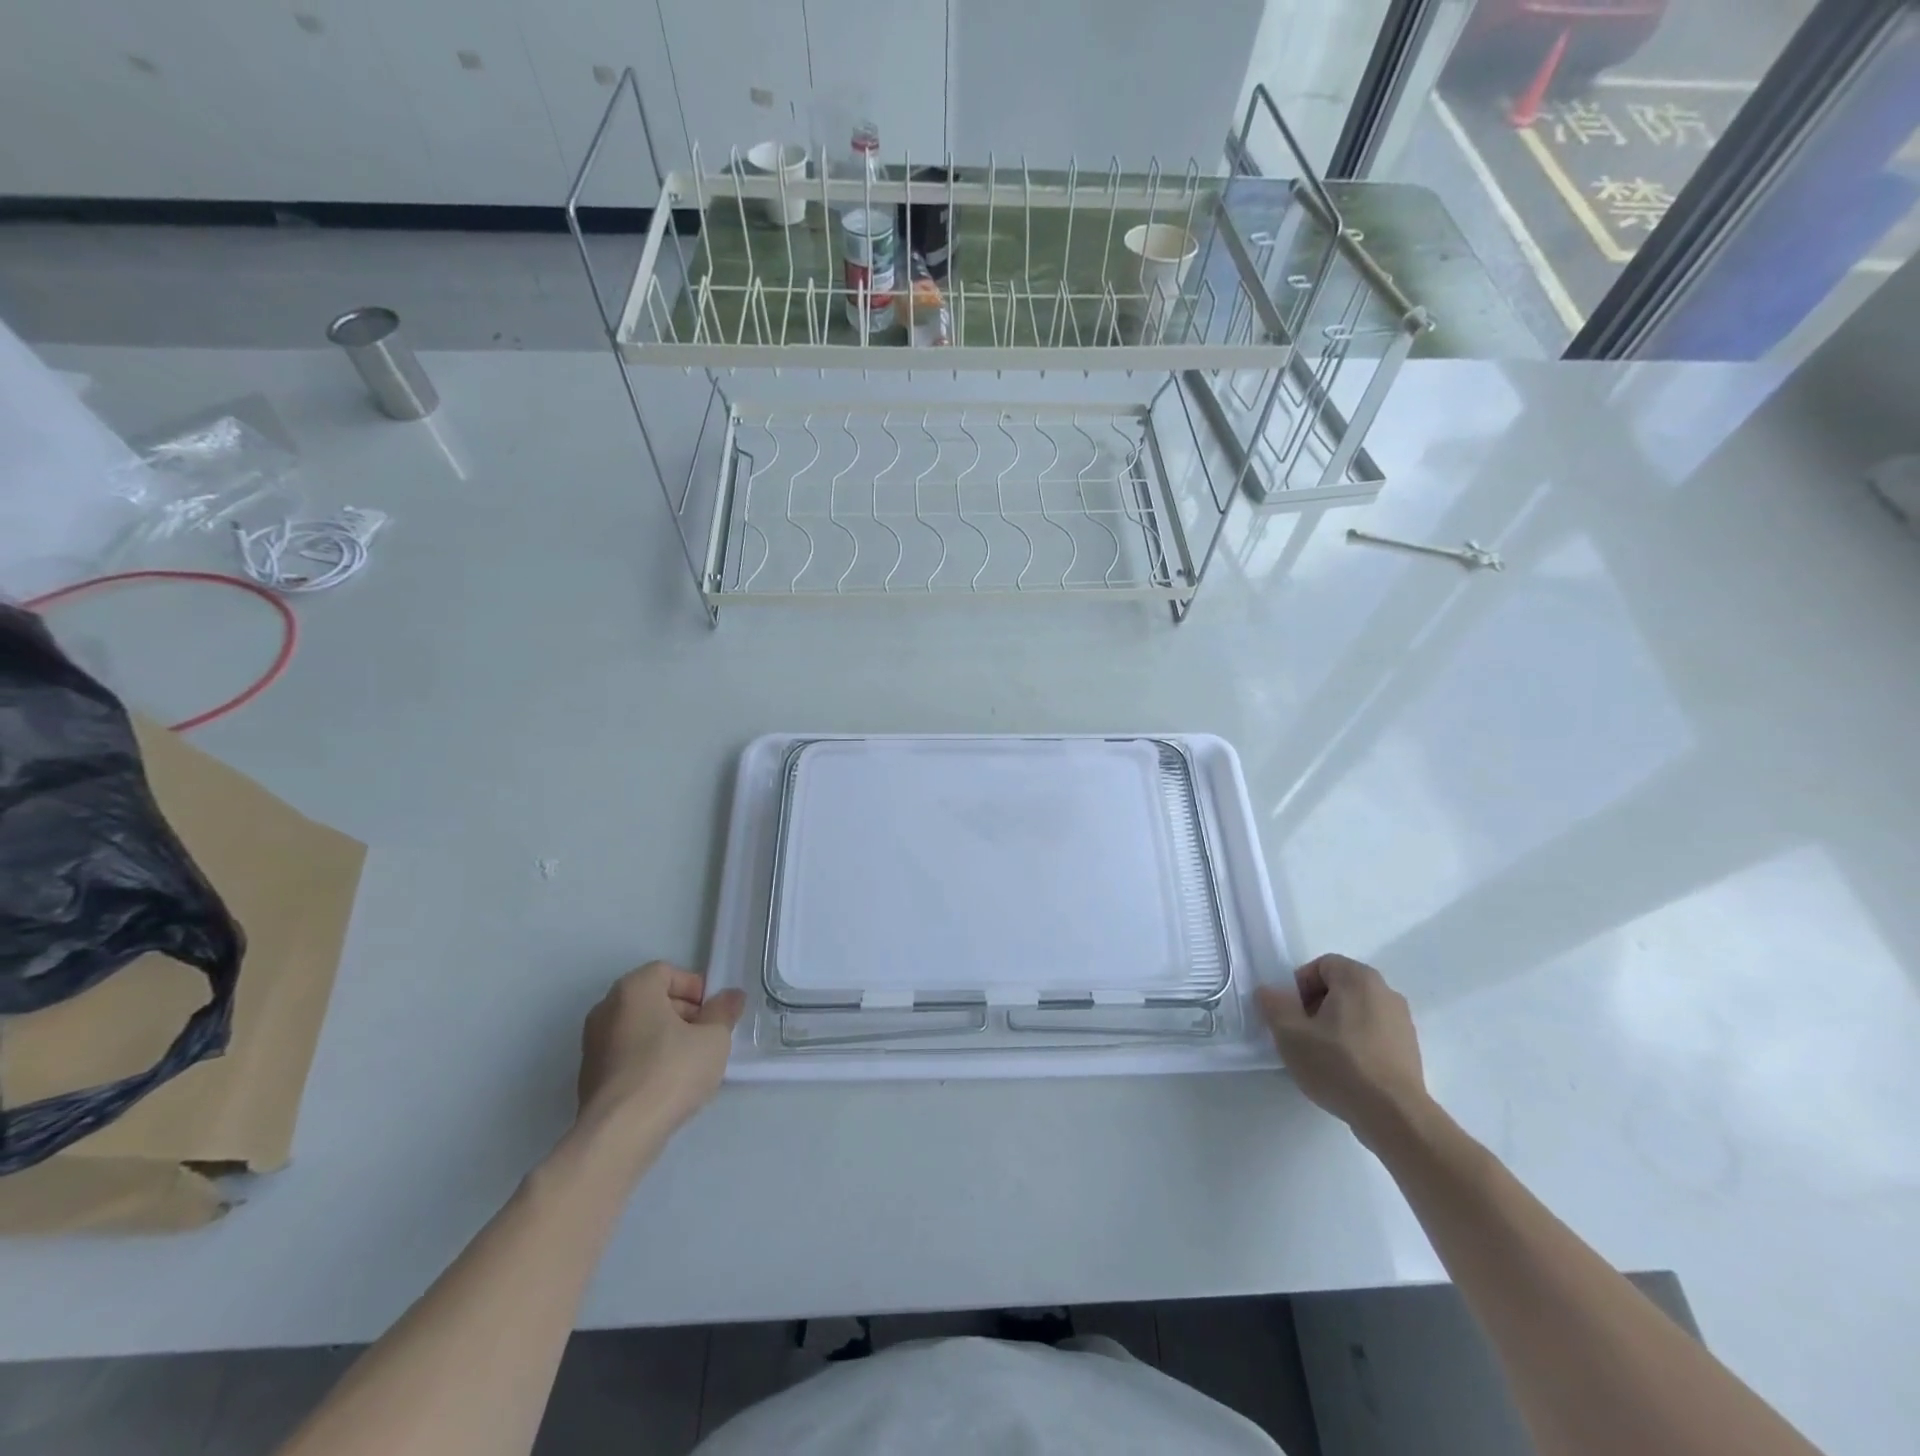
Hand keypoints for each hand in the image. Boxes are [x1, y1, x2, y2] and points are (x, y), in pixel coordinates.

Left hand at [575, 963, 745, 1156]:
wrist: (619, 1134)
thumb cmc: (670, 1071)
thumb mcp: (714, 1038)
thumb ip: (724, 1012)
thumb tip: (731, 996)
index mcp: (633, 989)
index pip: (667, 972)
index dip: (695, 987)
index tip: (713, 1012)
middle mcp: (606, 1009)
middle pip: (651, 999)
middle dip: (683, 1012)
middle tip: (707, 1035)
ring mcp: (593, 1044)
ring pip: (638, 1028)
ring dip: (666, 1037)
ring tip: (691, 1062)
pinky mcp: (589, 1077)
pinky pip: (626, 1054)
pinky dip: (647, 1059)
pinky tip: (667, 1084)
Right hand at [1256, 955, 1429, 1146]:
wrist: (1395, 1116)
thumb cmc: (1338, 1064)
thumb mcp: (1290, 1033)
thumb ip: (1273, 1004)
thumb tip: (1269, 992)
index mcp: (1358, 978)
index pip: (1321, 965)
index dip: (1299, 986)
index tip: (1290, 1014)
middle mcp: (1385, 992)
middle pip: (1340, 988)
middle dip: (1315, 1006)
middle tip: (1300, 1034)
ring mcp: (1402, 1022)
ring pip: (1356, 1012)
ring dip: (1335, 1026)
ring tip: (1321, 1056)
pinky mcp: (1410, 1050)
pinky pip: (1373, 1035)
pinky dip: (1356, 1044)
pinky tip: (1345, 1071)